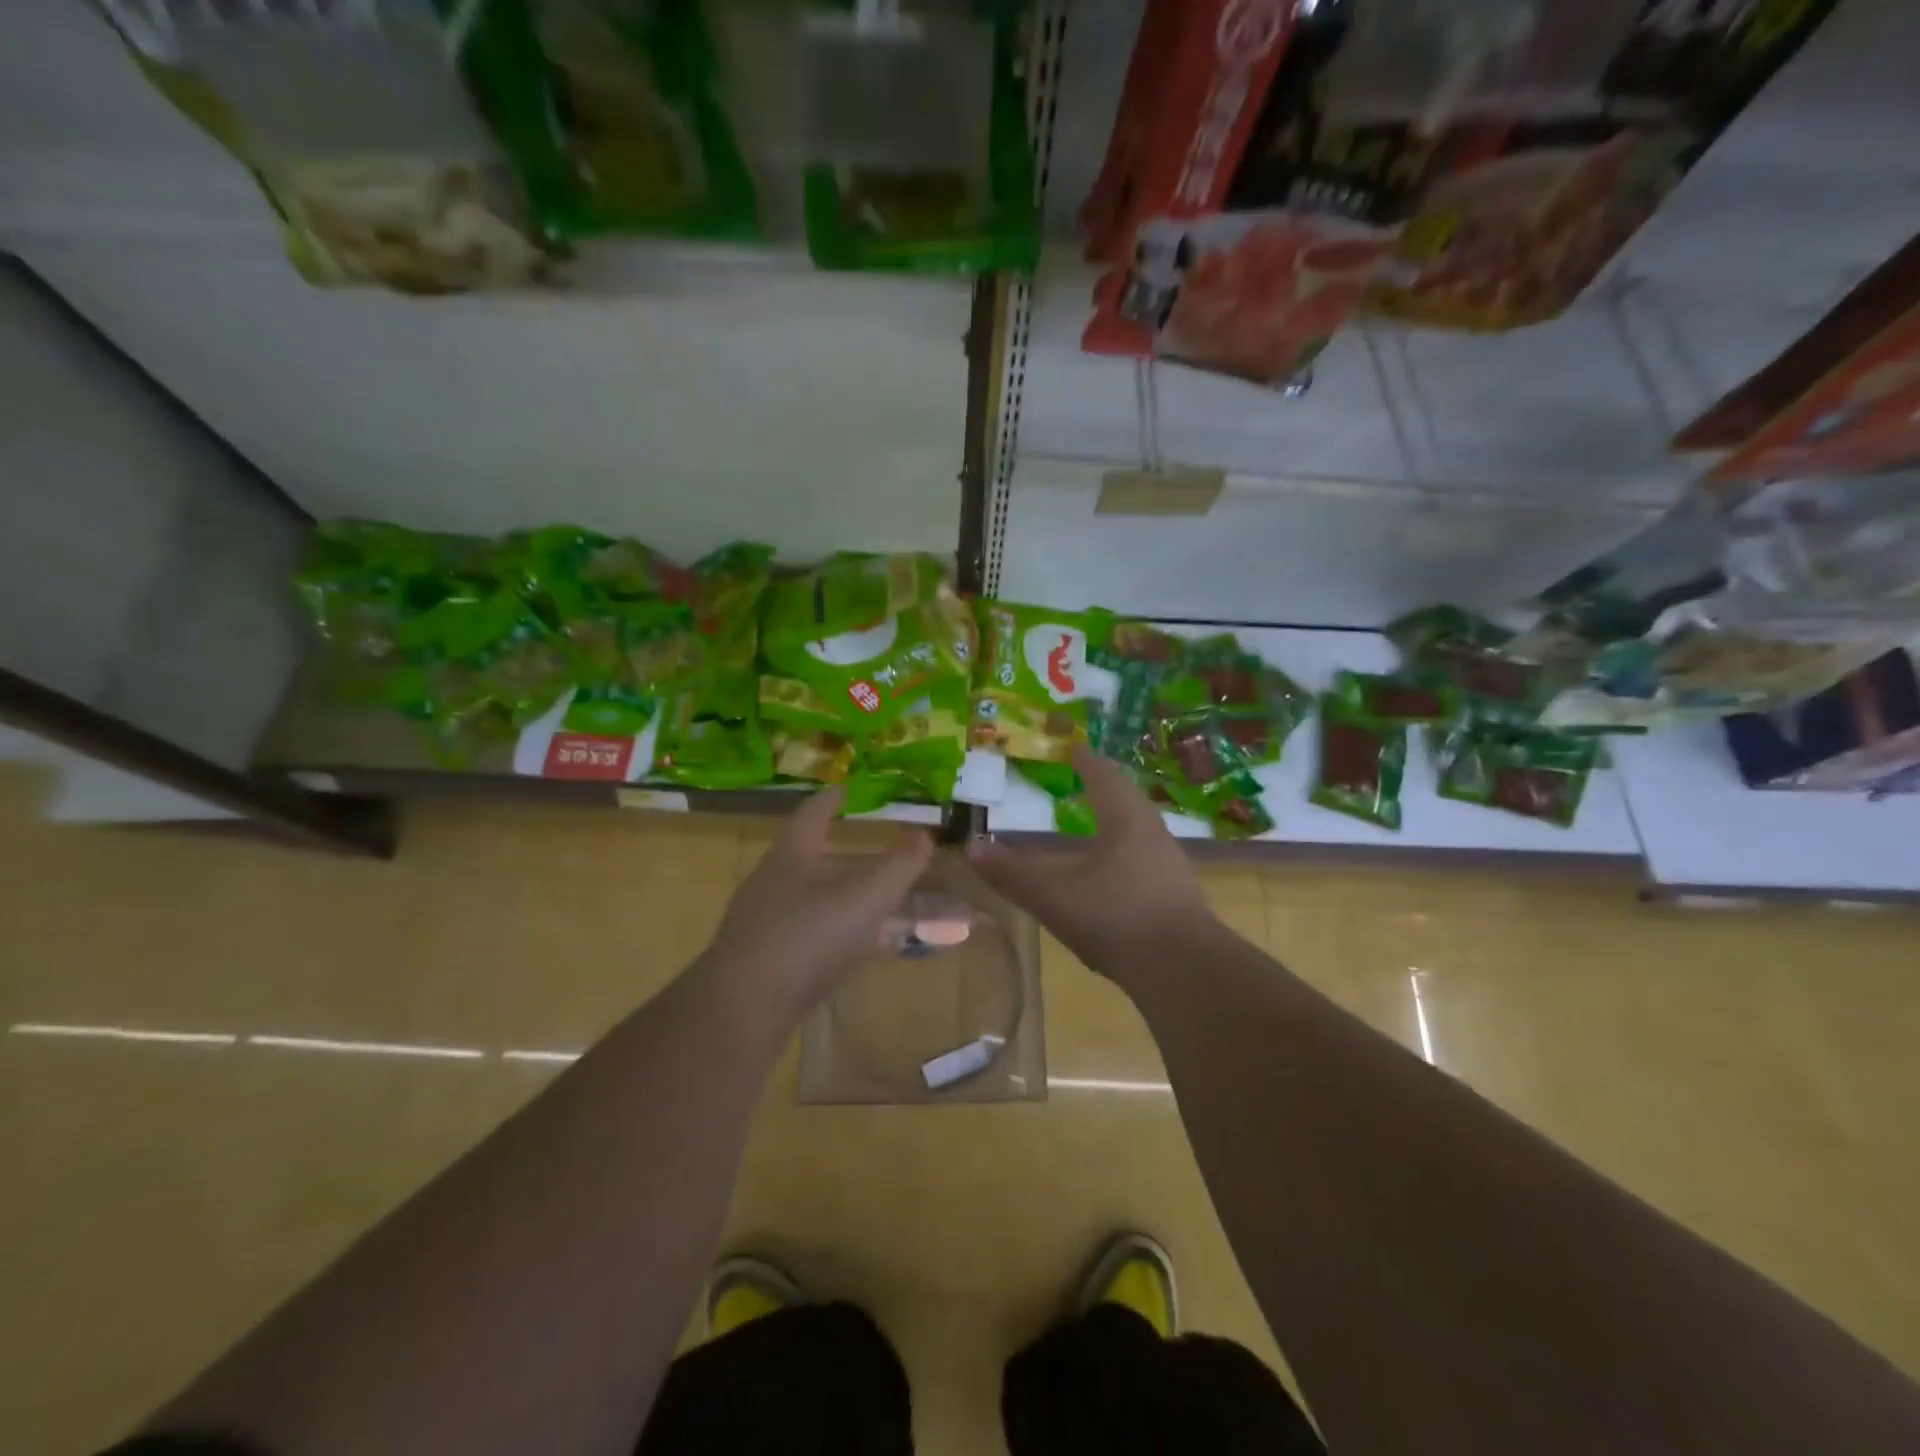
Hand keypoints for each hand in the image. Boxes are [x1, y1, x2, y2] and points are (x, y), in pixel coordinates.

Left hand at [701, 786, 933, 1029]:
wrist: (744, 1008)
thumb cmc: (808, 935)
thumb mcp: (866, 896)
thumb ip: (900, 866)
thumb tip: (925, 837)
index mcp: (793, 853)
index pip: (814, 813)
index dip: (833, 799)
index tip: (848, 789)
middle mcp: (775, 881)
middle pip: (818, 858)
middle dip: (854, 857)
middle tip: (888, 857)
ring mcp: (768, 922)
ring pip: (820, 900)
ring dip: (854, 899)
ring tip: (888, 905)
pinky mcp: (769, 961)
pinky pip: (816, 935)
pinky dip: (846, 934)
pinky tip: (866, 949)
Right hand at [969, 745, 1212, 988]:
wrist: (1185, 970)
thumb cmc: (1117, 919)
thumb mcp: (1054, 898)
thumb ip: (1012, 874)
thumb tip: (971, 846)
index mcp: (1125, 819)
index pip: (1103, 775)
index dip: (1085, 759)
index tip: (1072, 746)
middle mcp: (1153, 831)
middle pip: (1127, 794)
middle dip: (1104, 782)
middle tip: (1084, 774)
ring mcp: (1171, 861)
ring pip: (1141, 823)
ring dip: (1119, 813)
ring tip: (1100, 814)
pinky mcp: (1178, 890)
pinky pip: (1148, 851)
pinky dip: (1128, 843)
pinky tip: (1117, 865)